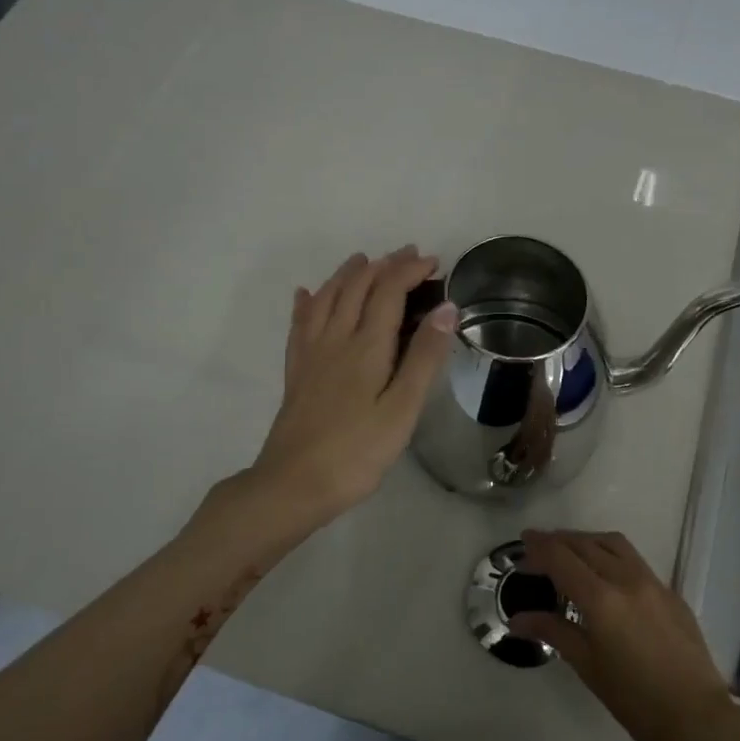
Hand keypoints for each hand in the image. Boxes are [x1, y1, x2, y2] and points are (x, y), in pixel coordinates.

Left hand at [252, 246, 457, 523]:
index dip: (409, 271)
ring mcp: (310, 354)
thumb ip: (424, 357)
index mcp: (366, 347)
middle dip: (383, 266)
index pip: (388, 292)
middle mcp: (335, 339)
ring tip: (362, 260)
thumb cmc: (357, 452)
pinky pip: (300, 324)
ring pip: (326, 298)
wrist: (293, 484)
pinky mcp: (296, 372)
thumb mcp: (402, 409)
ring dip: (347, 275)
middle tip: (407, 255)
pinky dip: (307, 303)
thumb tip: (446, 308)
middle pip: (356, 288)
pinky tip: (306, 295)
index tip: (433, 262)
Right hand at [509, 530, 739, 740]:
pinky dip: (610, 554)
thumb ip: (553, 631)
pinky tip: (604, 574)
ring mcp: (653, 582)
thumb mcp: (587, 666)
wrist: (698, 718)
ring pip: (613, 543)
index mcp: (602, 599)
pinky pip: (634, 559)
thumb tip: (517, 619)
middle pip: (585, 544)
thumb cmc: (635, 700)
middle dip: (558, 541)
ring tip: (568, 552)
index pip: (561, 558)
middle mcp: (626, 579)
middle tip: (537, 549)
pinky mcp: (670, 592)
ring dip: (586, 540)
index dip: (538, 547)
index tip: (522, 544)